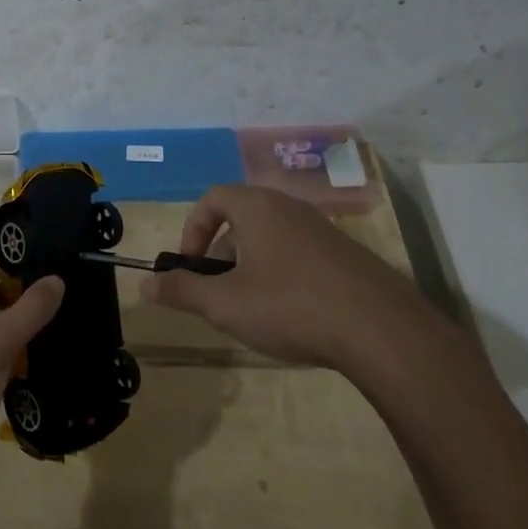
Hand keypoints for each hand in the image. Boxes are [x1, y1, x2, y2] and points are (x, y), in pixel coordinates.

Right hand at [143, 185, 466, 391]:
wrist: (382, 330)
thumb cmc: (290, 306)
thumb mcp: (225, 304)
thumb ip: (181, 290)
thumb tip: (145, 284)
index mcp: (258, 208)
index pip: (213, 198)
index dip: (192, 229)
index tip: (190, 266)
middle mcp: (291, 209)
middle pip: (241, 220)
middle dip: (221, 255)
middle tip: (219, 295)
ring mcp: (323, 231)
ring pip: (271, 240)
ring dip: (251, 268)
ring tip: (253, 311)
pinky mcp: (347, 256)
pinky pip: (300, 256)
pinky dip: (283, 277)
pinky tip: (292, 317)